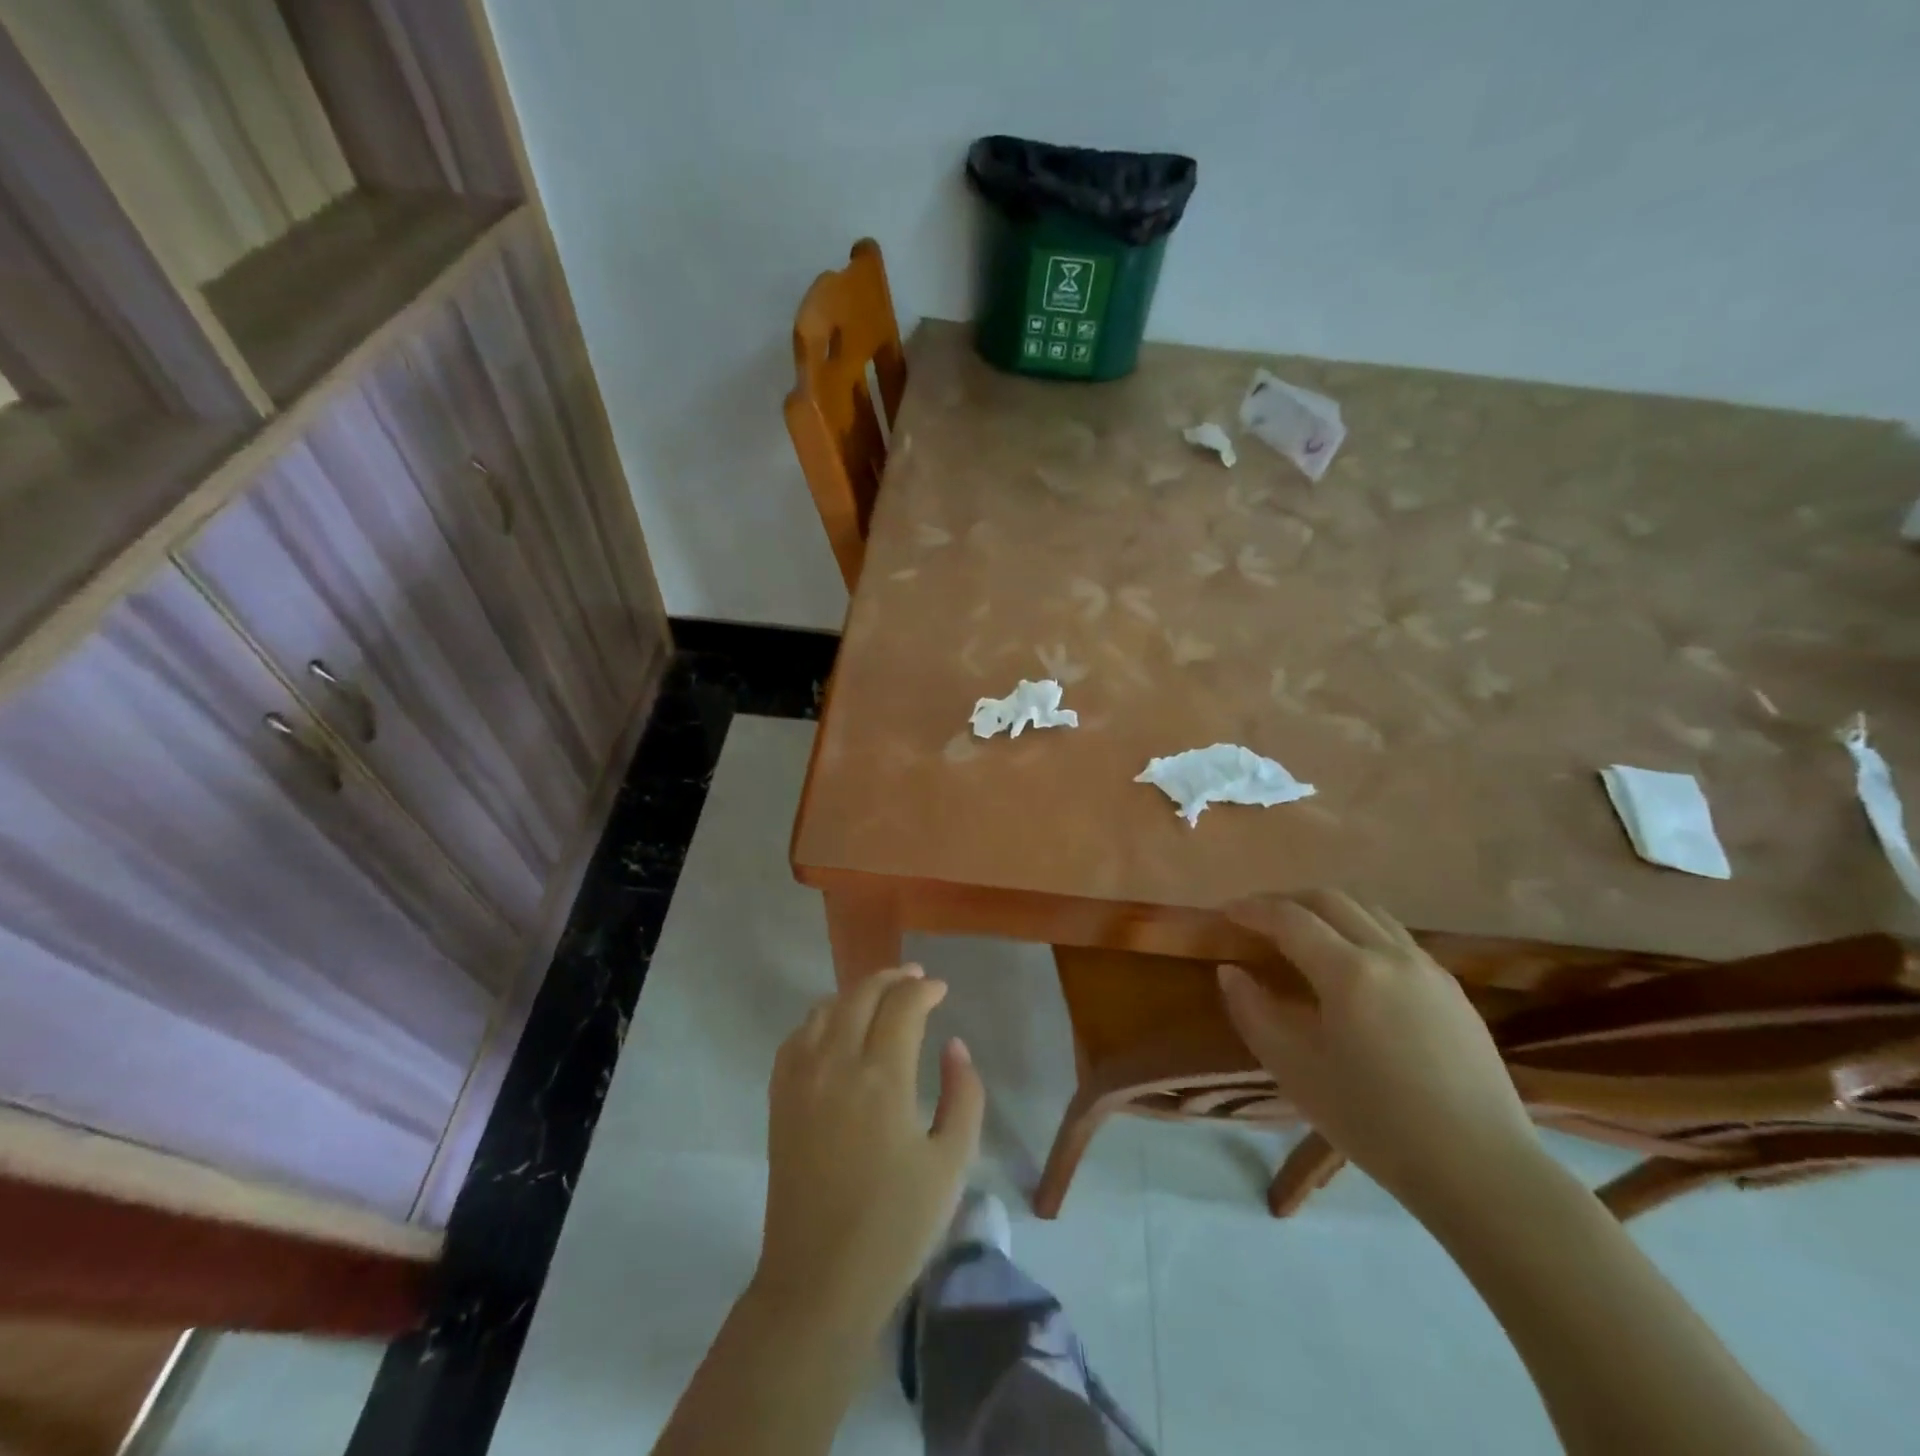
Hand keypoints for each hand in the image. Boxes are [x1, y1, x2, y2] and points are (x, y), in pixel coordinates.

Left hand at [752, 965, 984, 1339]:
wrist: (819, 1282)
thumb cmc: (895, 1227)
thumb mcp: (951, 1163)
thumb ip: (963, 1094)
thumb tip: (954, 1045)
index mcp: (882, 1079)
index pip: (902, 1005)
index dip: (923, 989)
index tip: (940, 990)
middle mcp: (836, 1065)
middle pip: (861, 995)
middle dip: (891, 978)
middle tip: (914, 979)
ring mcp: (801, 1079)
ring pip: (825, 1008)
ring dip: (856, 992)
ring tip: (879, 997)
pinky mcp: (779, 1099)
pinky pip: (796, 1036)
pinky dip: (820, 1017)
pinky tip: (835, 1027)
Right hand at [1218, 891, 1542, 1216]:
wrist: (1481, 1169)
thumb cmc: (1375, 1122)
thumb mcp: (1295, 1071)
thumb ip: (1253, 1012)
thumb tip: (1231, 972)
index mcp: (1349, 972)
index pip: (1289, 918)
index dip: (1252, 909)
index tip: (1226, 913)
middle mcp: (1390, 954)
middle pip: (1330, 899)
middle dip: (1287, 900)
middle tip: (1258, 917)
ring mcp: (1427, 968)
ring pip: (1368, 911)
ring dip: (1326, 910)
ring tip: (1302, 933)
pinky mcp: (1452, 989)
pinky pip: (1395, 937)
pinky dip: (1359, 930)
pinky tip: (1351, 966)